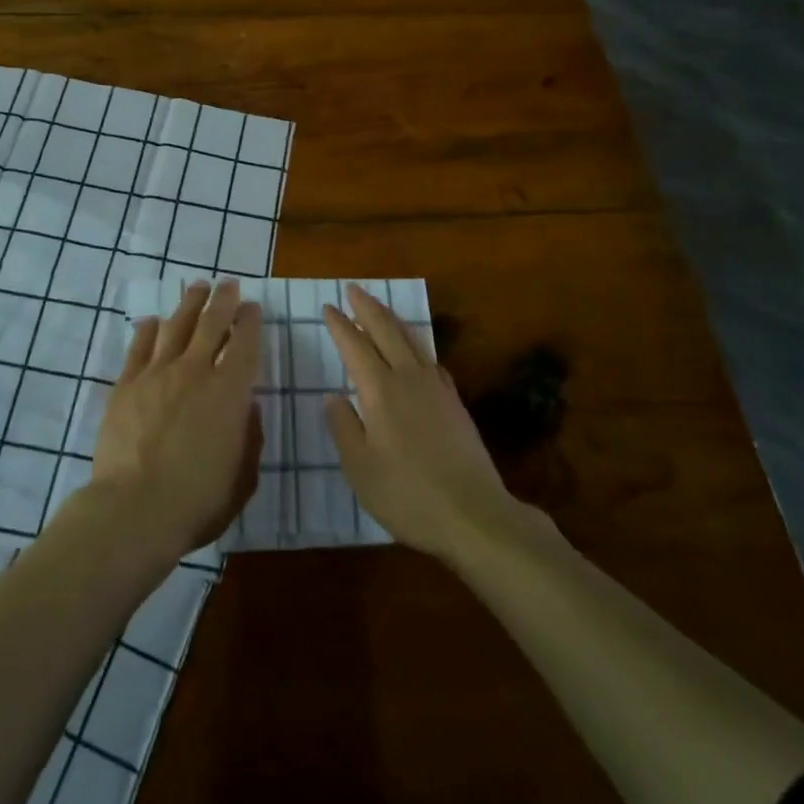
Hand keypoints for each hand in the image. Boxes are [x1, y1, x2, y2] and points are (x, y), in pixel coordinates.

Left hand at [90, 280, 262, 561]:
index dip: (250, 321)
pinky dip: (147, 330)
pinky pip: (139, 347)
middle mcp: (196, 371)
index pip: (245, 343)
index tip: (252, 307)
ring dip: (190, 304)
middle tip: (229, 284)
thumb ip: (249, 438)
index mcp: (230, 392)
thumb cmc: (196, 502)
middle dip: (223, 300)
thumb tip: (248, 408)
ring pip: (176, 325)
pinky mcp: (126, 385)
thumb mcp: (242, 478)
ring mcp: (157, 374)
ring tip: (197, 287)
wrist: (134, 510)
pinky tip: (152, 321)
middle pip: (211, 323)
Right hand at [323, 283, 518, 561]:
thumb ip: (344, 427)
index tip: (328, 307)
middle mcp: (408, 378)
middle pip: (386, 330)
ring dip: (392, 319)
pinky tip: (416, 352)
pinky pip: (431, 359)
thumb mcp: (360, 469)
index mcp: (380, 391)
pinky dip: (416, 344)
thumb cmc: (408, 495)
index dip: (340, 325)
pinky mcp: (455, 402)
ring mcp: (436, 388)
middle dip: (367, 307)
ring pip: (411, 339)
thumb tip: (333, 396)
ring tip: (379, 308)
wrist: (475, 514)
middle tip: (353, 289)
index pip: (355, 346)